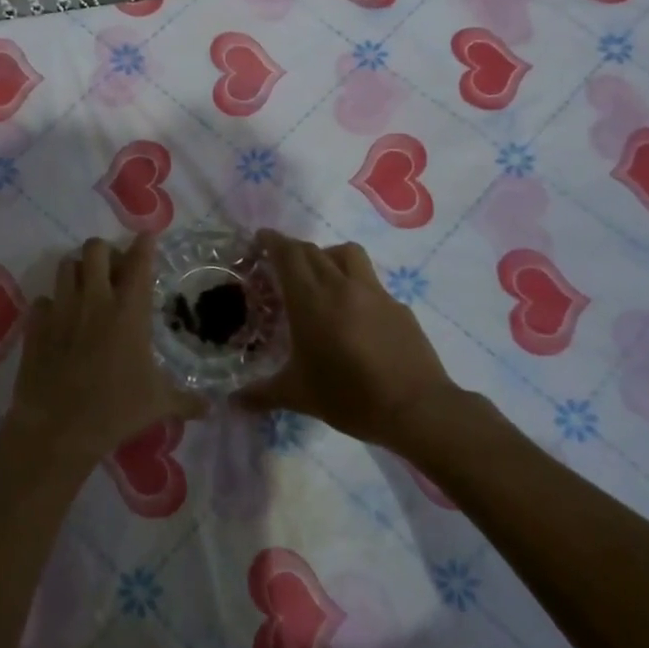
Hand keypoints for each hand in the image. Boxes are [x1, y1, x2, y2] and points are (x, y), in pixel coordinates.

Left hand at [3, 233, 202, 471]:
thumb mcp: (158, 405)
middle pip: (95, 249)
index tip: (147, 237)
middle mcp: (94, 300)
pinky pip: (43, 299)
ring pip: (66, 265)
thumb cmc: (115, 411)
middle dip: (105, 253)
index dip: (144, 244)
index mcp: (129, 311)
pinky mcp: (35, 325)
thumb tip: (211, 409)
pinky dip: (52, 305)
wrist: (58, 429)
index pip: (139, 261)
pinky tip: (59, 322)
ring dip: (78, 271)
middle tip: (113, 272)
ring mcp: (61, 309)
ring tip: (86, 290)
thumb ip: (186, 401)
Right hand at [240, 230, 467, 447]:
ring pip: (347, 254)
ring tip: (320, 276)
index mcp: (311, 301)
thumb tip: (232, 403)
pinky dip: (355, 284)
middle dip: (293, 250)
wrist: (416, 409)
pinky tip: (353, 313)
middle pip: (313, 250)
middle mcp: (341, 286)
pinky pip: (370, 282)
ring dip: (328, 255)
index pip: (288, 255)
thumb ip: (261, 394)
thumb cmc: (349, 397)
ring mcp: (374, 293)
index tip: (261, 238)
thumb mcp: (299, 396)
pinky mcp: (398, 306)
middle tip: (280, 263)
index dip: (273, 241)